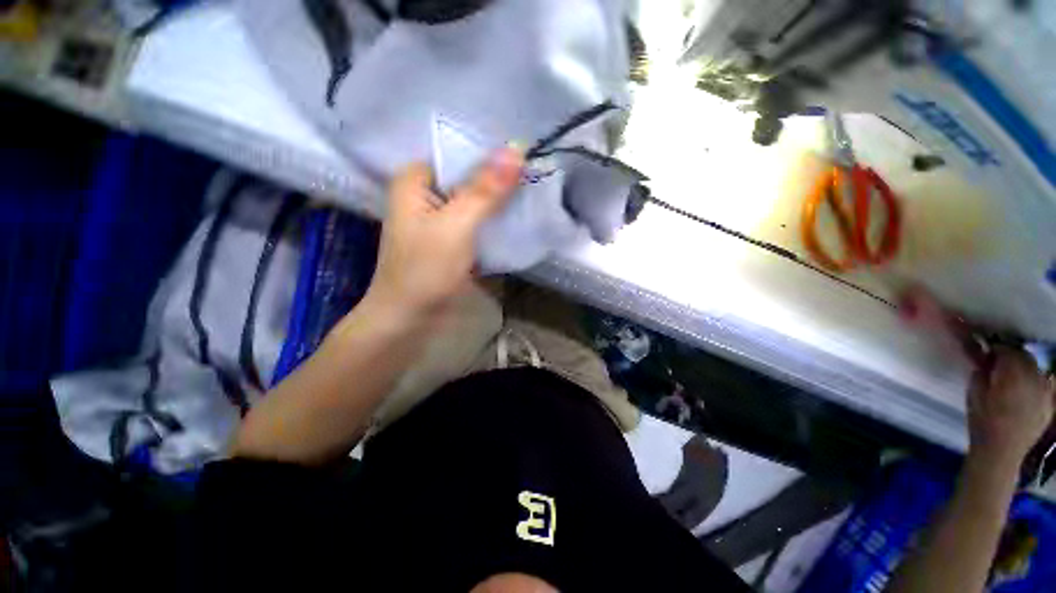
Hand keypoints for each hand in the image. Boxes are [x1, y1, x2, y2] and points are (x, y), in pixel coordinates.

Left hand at [365, 147, 522, 318]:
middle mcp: (425, 194)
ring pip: (474, 201)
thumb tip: (516, 150)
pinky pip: (475, 222)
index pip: (458, 154)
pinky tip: (515, 218)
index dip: (491, 155)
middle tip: (534, 176)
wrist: (409, 318)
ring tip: (531, 193)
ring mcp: (438, 219)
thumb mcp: (457, 226)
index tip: (525, 156)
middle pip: (467, 178)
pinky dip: (492, 221)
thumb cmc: (425, 270)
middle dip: (498, 181)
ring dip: (498, 202)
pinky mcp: (449, 239)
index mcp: (415, 180)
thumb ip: (486, 190)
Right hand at [967, 348, 1055, 464]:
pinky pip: (1046, 385)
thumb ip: (982, 372)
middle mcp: (1034, 379)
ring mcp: (1046, 393)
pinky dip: (1036, 382)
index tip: (986, 352)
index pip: (1007, 350)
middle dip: (1013, 357)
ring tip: (1013, 377)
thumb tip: (986, 359)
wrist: (999, 453)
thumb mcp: (974, 393)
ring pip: (1037, 370)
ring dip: (1025, 369)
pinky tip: (1027, 389)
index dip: (997, 348)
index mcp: (1013, 375)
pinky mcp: (1050, 403)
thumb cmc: (982, 421)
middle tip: (1000, 363)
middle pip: (1026, 358)